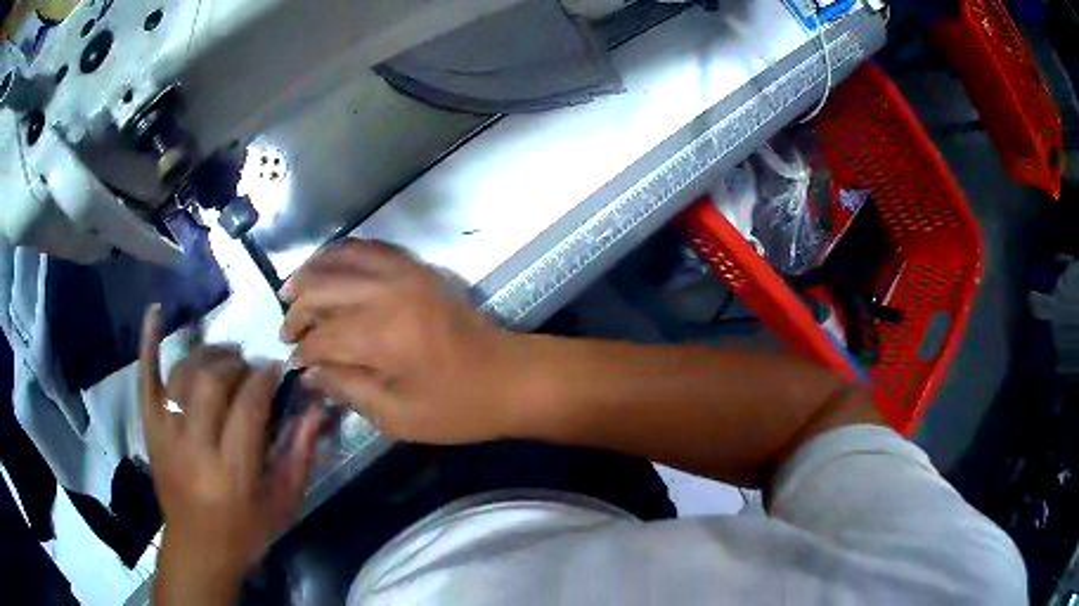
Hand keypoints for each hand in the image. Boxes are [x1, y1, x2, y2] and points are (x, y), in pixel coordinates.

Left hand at [139, 306, 321, 603]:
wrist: (197, 547)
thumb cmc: (246, 530)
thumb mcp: (283, 503)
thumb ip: (300, 454)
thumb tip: (315, 406)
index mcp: (232, 471)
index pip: (248, 405)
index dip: (263, 378)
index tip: (274, 368)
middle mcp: (194, 447)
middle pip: (213, 382)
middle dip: (236, 365)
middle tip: (251, 367)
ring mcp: (166, 434)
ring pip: (184, 374)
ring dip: (208, 355)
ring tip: (225, 357)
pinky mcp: (150, 428)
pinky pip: (146, 379)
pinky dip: (148, 344)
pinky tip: (155, 312)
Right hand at [280, 239, 528, 443]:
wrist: (511, 377)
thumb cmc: (457, 407)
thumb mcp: (397, 416)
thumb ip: (347, 389)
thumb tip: (310, 373)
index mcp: (382, 335)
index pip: (322, 336)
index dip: (303, 351)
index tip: (292, 363)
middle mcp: (388, 293)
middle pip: (323, 288)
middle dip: (297, 309)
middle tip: (287, 330)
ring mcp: (406, 273)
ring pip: (343, 257)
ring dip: (312, 271)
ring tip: (293, 290)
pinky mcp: (419, 268)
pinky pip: (373, 247)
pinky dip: (345, 253)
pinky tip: (330, 266)